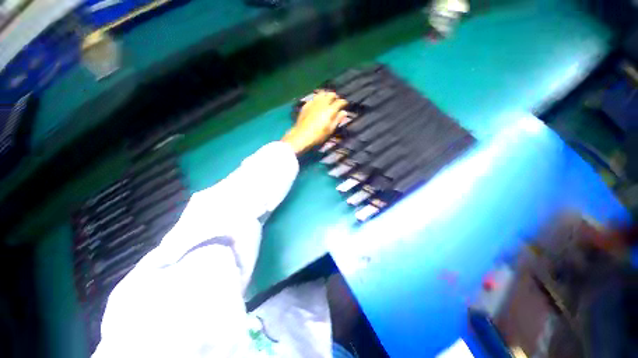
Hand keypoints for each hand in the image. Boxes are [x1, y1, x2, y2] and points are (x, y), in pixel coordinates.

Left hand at [282, 91, 347, 153]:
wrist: (302, 135)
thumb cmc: (318, 135)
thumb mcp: (330, 129)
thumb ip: (338, 119)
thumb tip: (344, 112)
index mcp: (330, 110)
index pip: (340, 102)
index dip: (344, 102)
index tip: (345, 104)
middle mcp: (323, 103)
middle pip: (331, 95)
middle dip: (335, 96)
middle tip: (336, 101)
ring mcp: (314, 103)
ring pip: (322, 94)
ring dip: (326, 95)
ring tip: (327, 99)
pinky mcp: (307, 105)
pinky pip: (314, 98)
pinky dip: (318, 98)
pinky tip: (318, 103)